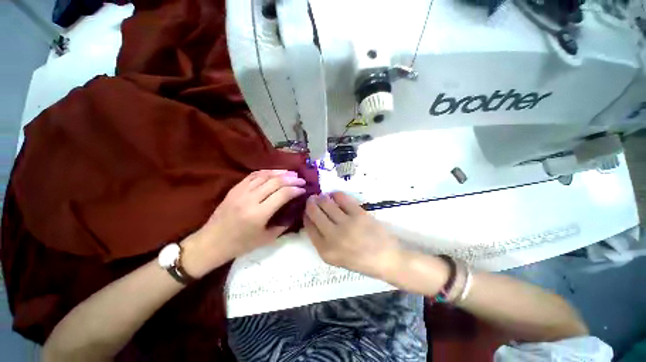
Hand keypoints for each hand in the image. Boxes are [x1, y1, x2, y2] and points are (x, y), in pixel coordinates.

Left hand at [183, 170, 306, 276]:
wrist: (211, 242)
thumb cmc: (240, 244)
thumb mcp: (266, 239)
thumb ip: (283, 225)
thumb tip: (294, 212)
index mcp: (259, 214)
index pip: (282, 194)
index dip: (295, 190)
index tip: (303, 189)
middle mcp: (250, 199)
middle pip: (275, 182)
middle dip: (291, 179)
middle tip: (301, 179)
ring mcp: (240, 192)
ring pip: (264, 175)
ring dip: (280, 173)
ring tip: (291, 173)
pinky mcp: (234, 189)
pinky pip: (253, 175)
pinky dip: (266, 172)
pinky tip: (274, 172)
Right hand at [303, 192, 401, 279]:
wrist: (386, 259)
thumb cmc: (361, 261)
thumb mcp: (336, 258)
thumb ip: (323, 241)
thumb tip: (314, 221)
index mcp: (325, 251)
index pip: (309, 227)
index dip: (306, 216)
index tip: (307, 211)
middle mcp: (333, 237)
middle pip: (315, 213)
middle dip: (311, 203)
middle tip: (312, 199)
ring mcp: (346, 224)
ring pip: (326, 203)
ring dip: (322, 197)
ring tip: (322, 196)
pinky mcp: (358, 214)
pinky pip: (342, 199)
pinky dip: (336, 194)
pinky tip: (334, 195)